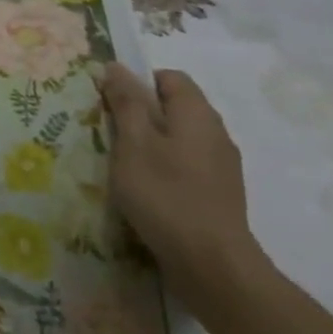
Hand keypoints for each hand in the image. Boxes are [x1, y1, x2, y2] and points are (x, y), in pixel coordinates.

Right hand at [98, 64, 261, 297]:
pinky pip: (187, 167)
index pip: (169, 77)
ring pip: (179, 139)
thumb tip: (116, 67)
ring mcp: (222, 167)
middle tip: (111, 135)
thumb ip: (125, 102)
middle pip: (174, 107)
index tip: (111, 104)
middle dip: (140, 115)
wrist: (212, 266)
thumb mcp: (133, 142)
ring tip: (125, 166)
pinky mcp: (220, 195)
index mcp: (197, 114)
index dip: (138, 82)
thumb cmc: (165, 194)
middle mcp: (215, 133)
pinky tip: (147, 193)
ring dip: (151, 145)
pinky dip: (165, 170)